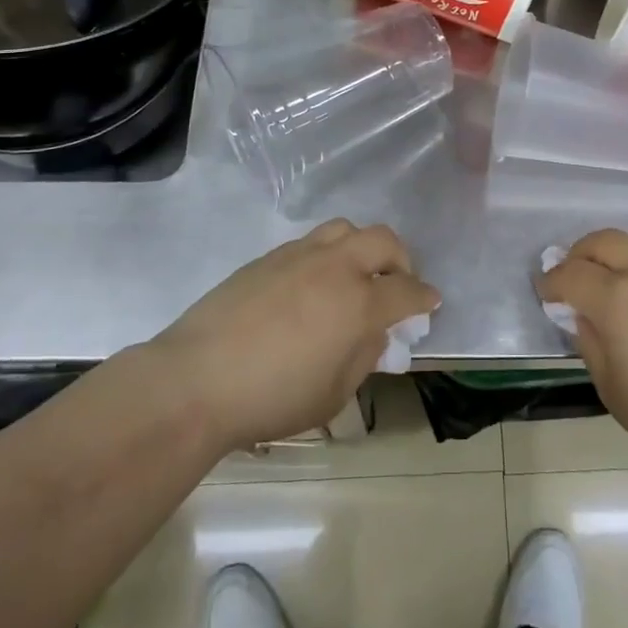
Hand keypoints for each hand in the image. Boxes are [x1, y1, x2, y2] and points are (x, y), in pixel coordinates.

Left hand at [148, 220, 439, 453]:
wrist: (197, 379)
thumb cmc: (272, 398)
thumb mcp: (333, 394)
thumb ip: (363, 357)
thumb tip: (374, 334)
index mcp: (358, 302)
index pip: (406, 291)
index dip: (424, 297)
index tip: (430, 302)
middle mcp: (335, 267)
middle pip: (383, 241)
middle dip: (401, 259)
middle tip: (396, 282)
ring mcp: (300, 256)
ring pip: (345, 229)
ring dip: (362, 247)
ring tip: (355, 273)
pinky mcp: (268, 257)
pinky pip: (311, 242)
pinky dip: (327, 255)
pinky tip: (313, 284)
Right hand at [540, 229, 627, 482]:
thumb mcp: (613, 391)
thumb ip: (591, 344)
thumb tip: (583, 316)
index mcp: (616, 300)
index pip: (570, 275)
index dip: (551, 282)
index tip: (545, 293)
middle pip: (602, 242)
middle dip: (580, 255)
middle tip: (573, 276)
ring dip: (619, 252)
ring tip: (617, 276)